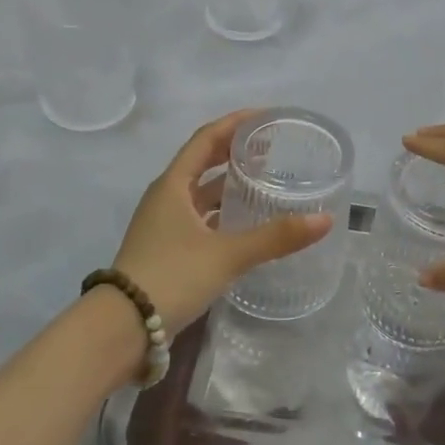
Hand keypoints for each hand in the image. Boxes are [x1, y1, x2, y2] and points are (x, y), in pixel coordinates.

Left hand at [109, 111, 333, 328]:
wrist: (120, 329)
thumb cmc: (171, 276)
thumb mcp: (226, 255)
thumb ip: (275, 237)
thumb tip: (324, 219)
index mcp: (173, 185)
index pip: (206, 138)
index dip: (235, 123)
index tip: (266, 116)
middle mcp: (165, 198)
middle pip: (202, 162)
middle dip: (234, 151)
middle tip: (271, 148)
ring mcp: (163, 225)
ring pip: (200, 193)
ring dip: (228, 184)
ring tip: (263, 181)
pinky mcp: (166, 250)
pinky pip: (199, 218)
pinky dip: (221, 213)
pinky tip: (244, 225)